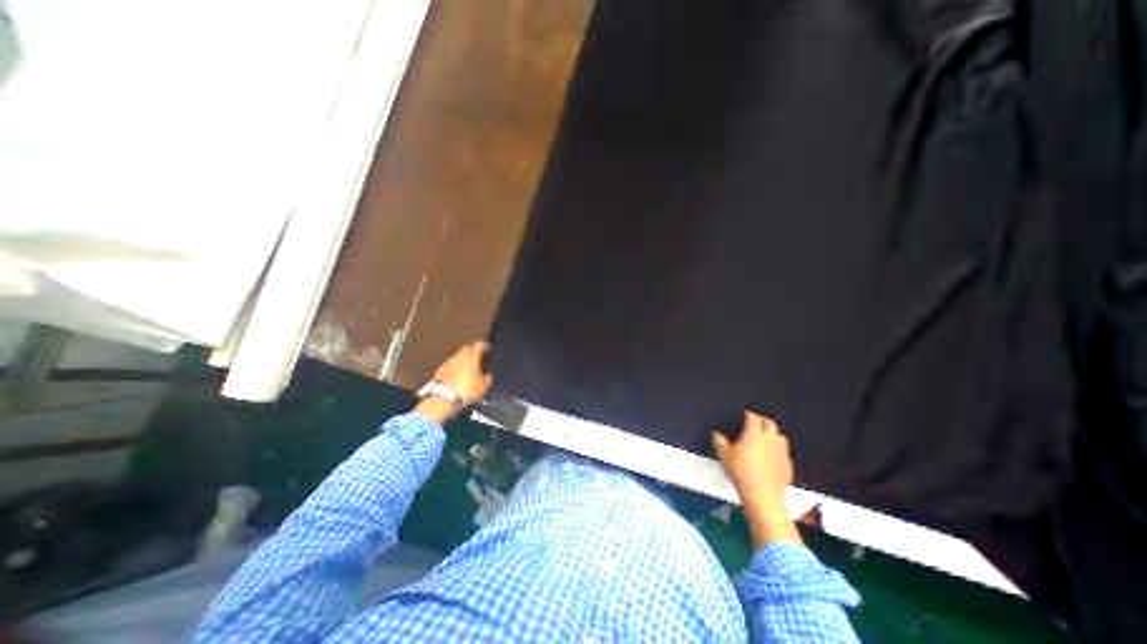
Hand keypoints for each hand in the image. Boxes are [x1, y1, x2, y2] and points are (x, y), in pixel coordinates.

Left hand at [419, 340, 495, 423]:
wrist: (443, 399)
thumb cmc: (468, 389)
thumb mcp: (484, 385)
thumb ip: (488, 376)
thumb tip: (487, 374)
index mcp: (472, 355)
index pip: (480, 344)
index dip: (485, 346)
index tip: (488, 350)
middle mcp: (459, 355)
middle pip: (468, 347)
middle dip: (473, 351)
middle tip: (478, 358)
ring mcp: (448, 362)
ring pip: (458, 356)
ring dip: (463, 360)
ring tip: (468, 368)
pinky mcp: (439, 370)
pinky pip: (450, 365)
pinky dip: (455, 367)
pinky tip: (457, 375)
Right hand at [715, 413, 799, 541]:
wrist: (762, 495)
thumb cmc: (740, 471)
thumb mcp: (724, 455)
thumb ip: (719, 442)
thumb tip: (716, 434)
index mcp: (754, 433)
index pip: (753, 417)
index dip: (749, 415)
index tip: (744, 415)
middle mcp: (770, 439)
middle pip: (770, 424)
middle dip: (763, 421)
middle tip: (755, 424)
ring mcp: (781, 452)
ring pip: (780, 437)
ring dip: (773, 435)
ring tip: (765, 439)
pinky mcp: (788, 465)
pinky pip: (784, 452)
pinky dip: (777, 450)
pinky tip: (772, 457)